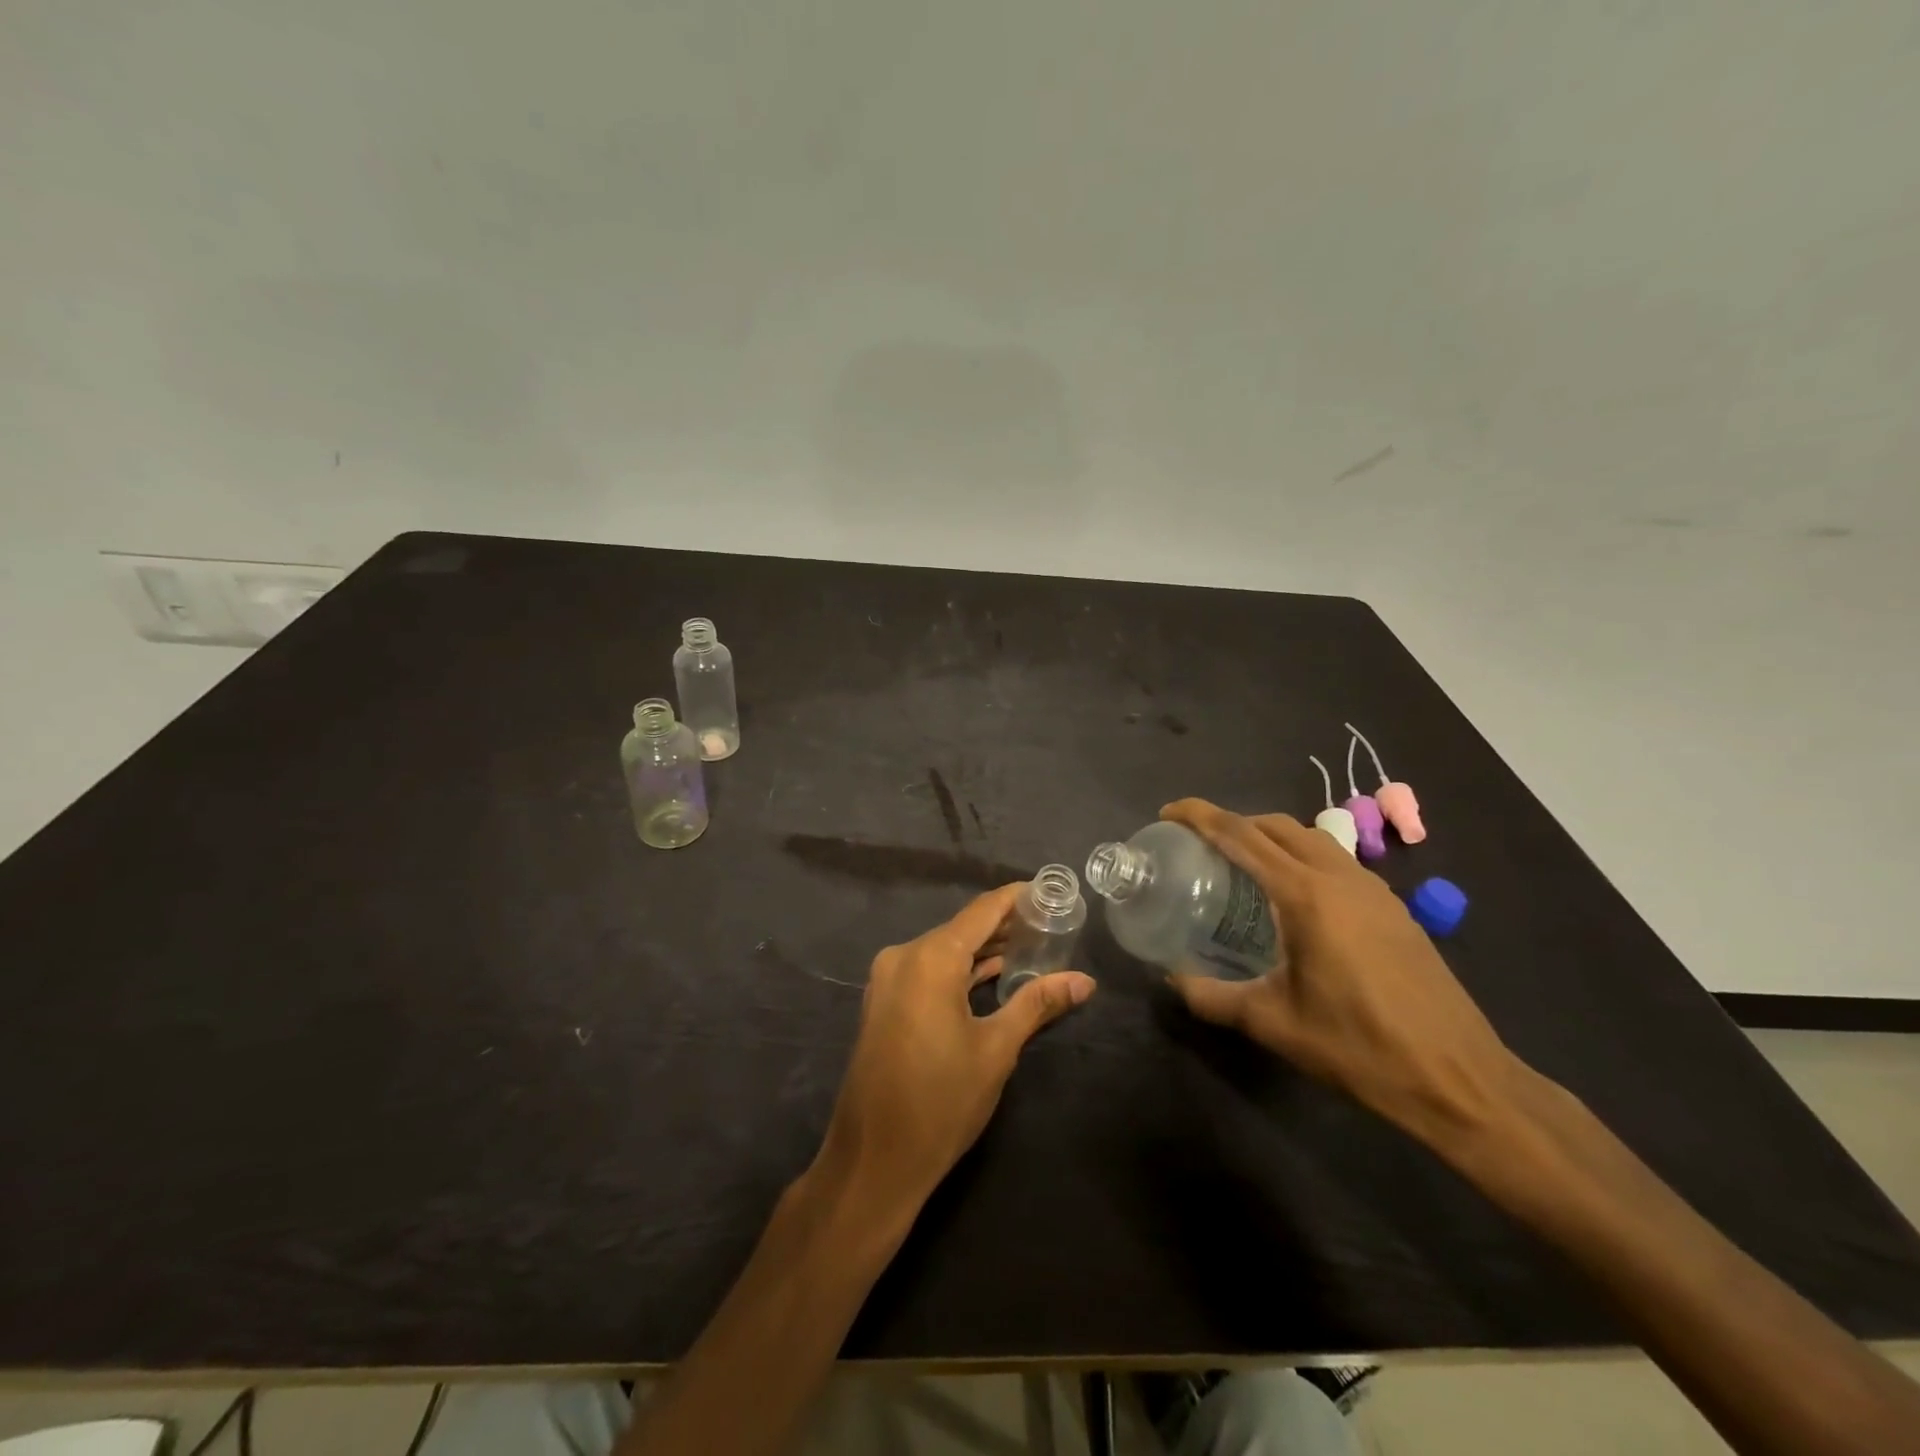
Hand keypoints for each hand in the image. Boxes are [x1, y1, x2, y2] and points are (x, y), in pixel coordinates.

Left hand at [813, 884, 1095, 1211]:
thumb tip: (1084, 981)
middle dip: (1005, 926)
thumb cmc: (941, 1101)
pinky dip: (959, 971)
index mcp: (930, 957)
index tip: (1049, 892)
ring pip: (944, 951)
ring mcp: (888, 980)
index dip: (1016, 898)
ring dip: (983, 950)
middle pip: (962, 928)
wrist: (873, 1160)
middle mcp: (904, 956)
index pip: (982, 911)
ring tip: (1031, 947)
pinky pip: (928, 971)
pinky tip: (992, 976)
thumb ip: (1037, 1004)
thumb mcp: (996, 1050)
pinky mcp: (884, 1003)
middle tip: (1050, 925)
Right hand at [1161, 799, 1520, 1148]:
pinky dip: (1301, 858)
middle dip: (1234, 822)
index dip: (1200, 815)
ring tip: (1242, 865)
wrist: (1460, 1079)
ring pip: (1311, 838)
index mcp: (1306, 895)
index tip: (1169, 813)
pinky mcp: (1393, 909)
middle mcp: (1340, 878)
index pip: (1242, 835)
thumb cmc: (1359, 1048)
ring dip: (1271, 837)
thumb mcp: (1272, 1024)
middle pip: (1277, 825)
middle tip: (1200, 844)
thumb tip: (1173, 979)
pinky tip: (1292, 900)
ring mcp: (1373, 890)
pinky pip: (1336, 861)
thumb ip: (1212, 997)